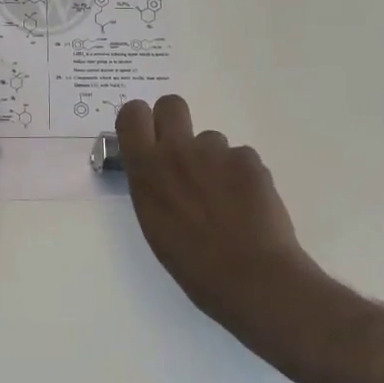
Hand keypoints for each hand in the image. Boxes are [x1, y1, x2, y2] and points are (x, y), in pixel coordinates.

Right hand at [116, 95, 316, 334]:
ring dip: (214, 160)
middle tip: (184, 153)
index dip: (140, 120)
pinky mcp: (248, 159)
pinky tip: (249, 205)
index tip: (147, 136)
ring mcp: (216, 152)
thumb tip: (158, 172)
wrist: (252, 278)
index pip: (132, 113)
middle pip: (171, 104)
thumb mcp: (154, 224)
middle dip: (175, 121)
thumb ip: (152, 186)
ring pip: (211, 139)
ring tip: (226, 199)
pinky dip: (242, 176)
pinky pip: (240, 157)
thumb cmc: (193, 264)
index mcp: (146, 169)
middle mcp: (177, 150)